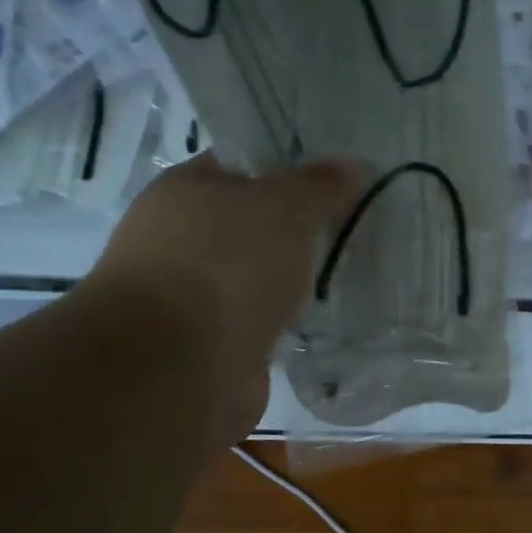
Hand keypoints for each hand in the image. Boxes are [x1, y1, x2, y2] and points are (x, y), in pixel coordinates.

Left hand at [85, 154, 366, 442]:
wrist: (176, 368)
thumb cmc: (226, 264)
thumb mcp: (285, 207)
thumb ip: (320, 185)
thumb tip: (355, 164)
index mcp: (184, 190)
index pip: (242, 166)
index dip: (289, 169)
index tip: (337, 183)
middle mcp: (178, 239)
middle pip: (250, 224)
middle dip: (296, 230)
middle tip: (349, 229)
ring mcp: (190, 296)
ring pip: (254, 276)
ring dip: (289, 280)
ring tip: (344, 276)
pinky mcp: (207, 345)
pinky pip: (256, 322)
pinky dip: (282, 323)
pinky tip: (319, 322)